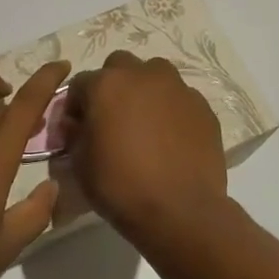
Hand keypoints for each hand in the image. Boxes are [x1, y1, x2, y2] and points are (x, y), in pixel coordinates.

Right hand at [63, 51, 227, 249]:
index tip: (78, 128)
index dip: (76, 106)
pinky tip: (171, 139)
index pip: (80, 84)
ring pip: (155, 75)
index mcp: (106, 84)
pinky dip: (172, 110)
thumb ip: (75, 134)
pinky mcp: (203, 107)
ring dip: (145, 90)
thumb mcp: (80, 163)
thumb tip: (78, 125)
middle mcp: (142, 75)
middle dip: (112, 86)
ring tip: (145, 123)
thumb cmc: (121, 186)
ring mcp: (177, 88)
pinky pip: (180, 99)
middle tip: (113, 118)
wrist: (180, 211)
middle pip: (119, 66)